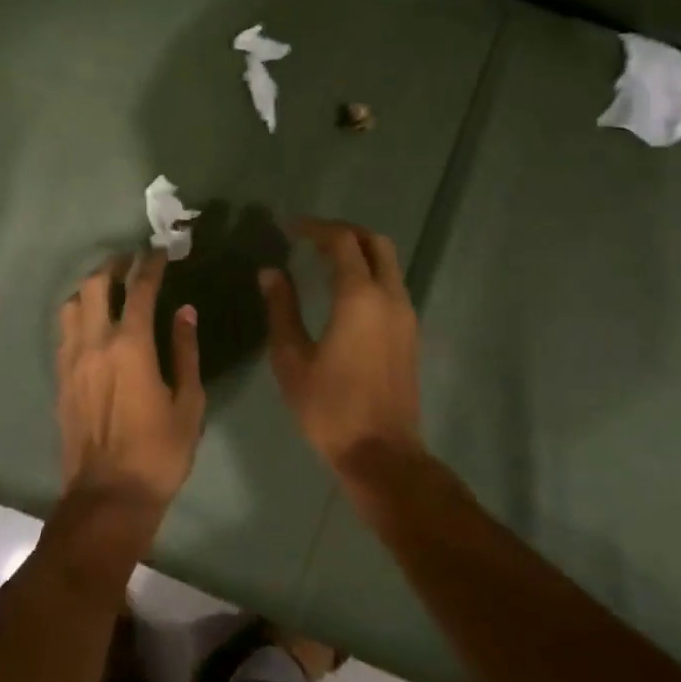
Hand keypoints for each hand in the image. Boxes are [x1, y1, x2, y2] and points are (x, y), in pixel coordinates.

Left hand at [57, 251, 206, 512]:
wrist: (108, 496)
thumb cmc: (158, 452)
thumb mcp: (188, 403)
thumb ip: (185, 351)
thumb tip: (185, 312)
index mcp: (131, 346)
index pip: (139, 290)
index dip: (150, 266)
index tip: (159, 252)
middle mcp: (95, 343)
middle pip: (95, 285)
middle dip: (114, 266)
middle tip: (131, 260)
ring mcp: (71, 360)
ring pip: (71, 304)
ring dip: (90, 287)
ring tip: (108, 287)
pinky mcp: (60, 378)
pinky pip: (64, 331)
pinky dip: (78, 314)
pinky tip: (92, 322)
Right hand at [260, 218, 423, 468]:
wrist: (382, 453)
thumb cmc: (329, 407)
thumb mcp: (291, 358)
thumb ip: (281, 308)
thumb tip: (270, 272)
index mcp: (359, 297)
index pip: (341, 242)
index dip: (314, 228)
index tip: (289, 229)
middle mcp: (389, 297)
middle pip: (375, 243)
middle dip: (344, 233)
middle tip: (311, 238)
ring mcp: (406, 315)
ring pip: (388, 263)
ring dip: (359, 252)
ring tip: (323, 261)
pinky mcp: (410, 334)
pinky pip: (391, 285)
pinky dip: (368, 273)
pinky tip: (342, 293)